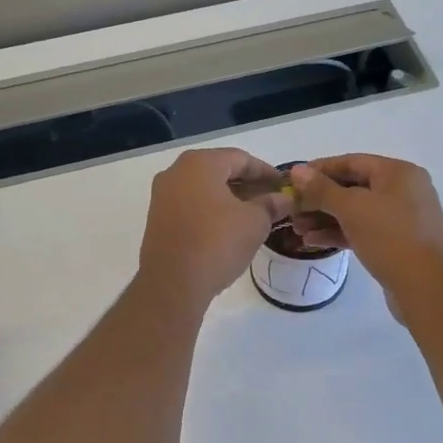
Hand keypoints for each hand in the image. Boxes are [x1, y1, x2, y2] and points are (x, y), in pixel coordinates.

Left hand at [137, 149, 290, 310]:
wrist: (172, 283)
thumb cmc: (217, 243)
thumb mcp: (254, 222)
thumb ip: (270, 205)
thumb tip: (284, 199)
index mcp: (199, 163)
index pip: (241, 159)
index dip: (266, 172)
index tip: (284, 185)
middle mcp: (176, 172)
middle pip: (220, 171)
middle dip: (247, 185)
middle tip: (271, 200)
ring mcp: (162, 196)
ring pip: (204, 189)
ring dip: (230, 199)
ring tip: (254, 215)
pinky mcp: (157, 219)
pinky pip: (191, 206)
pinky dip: (211, 211)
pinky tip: (229, 227)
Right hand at [287, 155, 442, 318]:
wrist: (427, 287)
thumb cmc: (390, 237)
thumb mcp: (352, 208)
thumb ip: (321, 189)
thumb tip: (297, 170)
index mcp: (399, 173)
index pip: (352, 162)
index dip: (319, 169)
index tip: (292, 180)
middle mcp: (403, 191)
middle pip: (353, 187)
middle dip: (319, 198)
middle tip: (291, 208)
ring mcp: (402, 219)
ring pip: (356, 212)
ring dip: (325, 218)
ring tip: (296, 228)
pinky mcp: (397, 244)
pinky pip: (363, 231)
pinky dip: (339, 233)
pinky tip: (313, 241)